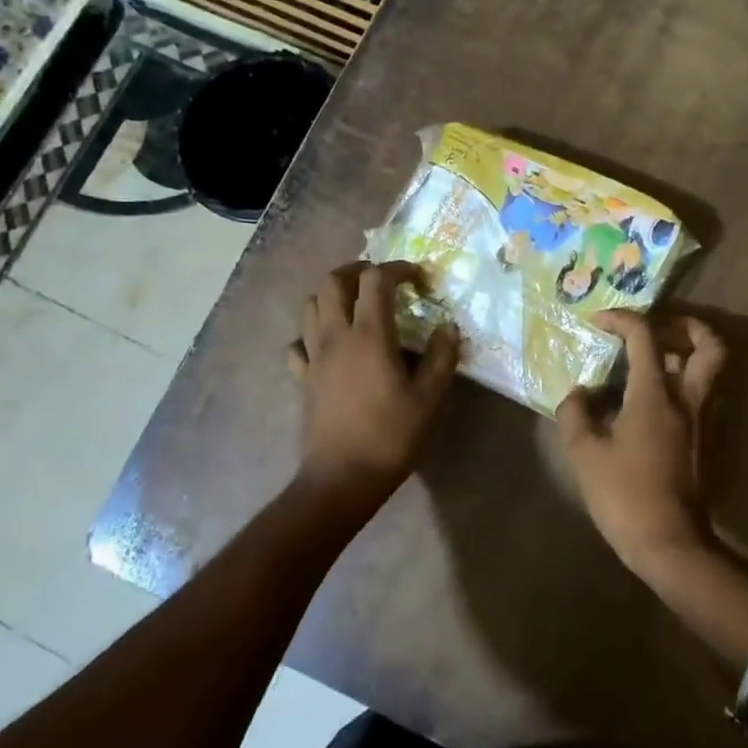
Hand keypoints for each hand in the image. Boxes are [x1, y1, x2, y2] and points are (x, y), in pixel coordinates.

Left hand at [289, 262, 458, 503]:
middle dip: (357, 270)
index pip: (376, 280)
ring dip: (331, 295)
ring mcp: (313, 356)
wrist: (342, 479)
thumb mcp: (428, 398)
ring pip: (309, 305)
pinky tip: (329, 346)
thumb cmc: (390, 437)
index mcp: (369, 335)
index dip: (398, 269)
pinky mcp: (302, 378)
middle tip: (381, 281)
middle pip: (332, 281)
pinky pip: (298, 343)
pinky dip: (311, 334)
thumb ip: (441, 357)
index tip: (418, 279)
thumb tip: (449, 327)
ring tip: (355, 306)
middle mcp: (335, 336)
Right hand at [556, 311, 726, 574]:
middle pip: (710, 345)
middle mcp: (689, 399)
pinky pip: (707, 397)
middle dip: (688, 326)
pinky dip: (689, 385)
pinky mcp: (709, 442)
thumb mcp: (584, 453)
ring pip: (714, 371)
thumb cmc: (624, 495)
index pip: (645, 337)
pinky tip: (659, 401)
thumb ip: (575, 413)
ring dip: (691, 355)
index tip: (598, 321)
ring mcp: (705, 421)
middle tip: (660, 329)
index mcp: (656, 395)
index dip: (621, 319)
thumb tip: (578, 393)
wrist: (670, 544)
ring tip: (657, 362)